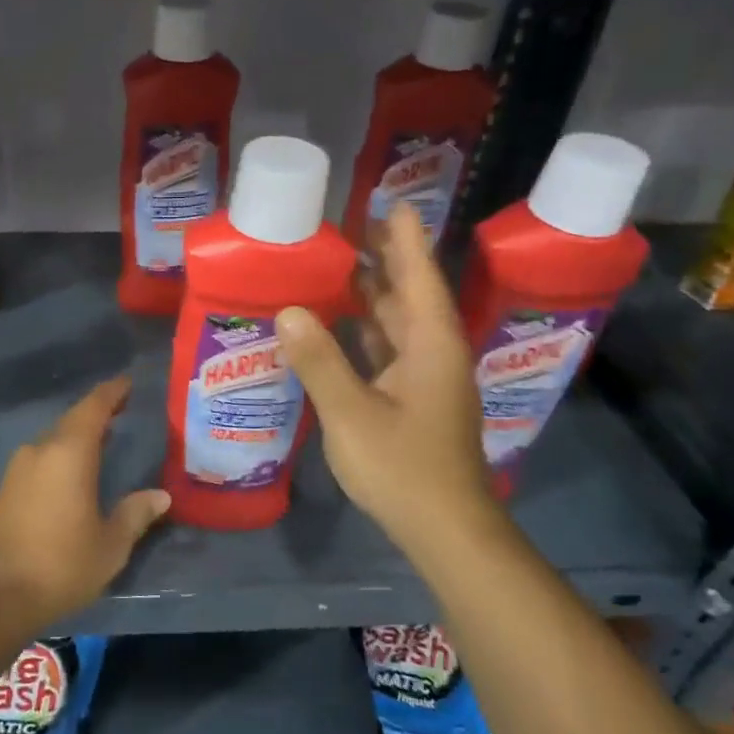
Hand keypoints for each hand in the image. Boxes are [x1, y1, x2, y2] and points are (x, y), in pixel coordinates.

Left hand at [0, 376, 170, 629]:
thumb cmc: (62, 564)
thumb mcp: (110, 544)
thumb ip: (135, 514)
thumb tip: (160, 496)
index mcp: (69, 452)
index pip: (94, 406)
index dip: (112, 392)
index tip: (129, 382)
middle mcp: (41, 449)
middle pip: (73, 418)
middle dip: (98, 411)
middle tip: (124, 408)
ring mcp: (20, 466)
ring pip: (55, 437)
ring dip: (79, 432)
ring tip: (106, 437)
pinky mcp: (8, 486)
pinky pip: (42, 455)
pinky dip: (64, 451)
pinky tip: (76, 467)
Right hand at [274, 204, 492, 547]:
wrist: (445, 530)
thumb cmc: (403, 468)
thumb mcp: (352, 414)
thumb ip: (319, 361)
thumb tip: (288, 311)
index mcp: (430, 346)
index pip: (418, 277)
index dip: (405, 239)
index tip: (392, 203)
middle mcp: (434, 353)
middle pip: (409, 293)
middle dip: (384, 259)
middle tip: (349, 226)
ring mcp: (427, 378)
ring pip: (398, 322)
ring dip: (372, 293)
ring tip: (336, 265)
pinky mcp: (415, 399)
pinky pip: (389, 348)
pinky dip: (365, 329)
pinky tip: (337, 324)